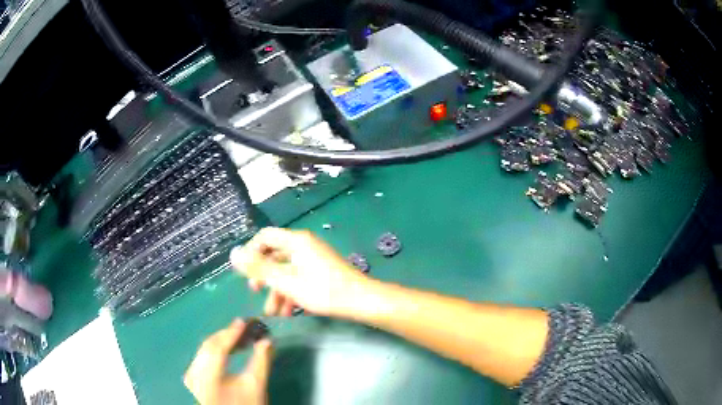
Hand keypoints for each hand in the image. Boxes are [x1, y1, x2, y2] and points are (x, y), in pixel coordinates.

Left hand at [184, 319, 272, 404]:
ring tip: (239, 338)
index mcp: (208, 378)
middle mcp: (194, 374)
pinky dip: (215, 349)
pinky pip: (202, 356)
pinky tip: (227, 349)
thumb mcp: (256, 386)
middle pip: (209, 346)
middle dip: (227, 335)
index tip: (244, 321)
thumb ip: (261, 361)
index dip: (231, 333)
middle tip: (244, 328)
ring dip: (221, 341)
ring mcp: (190, 375)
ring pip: (204, 349)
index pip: (218, 348)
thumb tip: (267, 340)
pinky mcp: (192, 376)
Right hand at [230, 227, 370, 316]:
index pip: (265, 236)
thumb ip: (258, 268)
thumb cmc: (322, 290)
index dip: (251, 251)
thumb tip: (233, 253)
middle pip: (275, 256)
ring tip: (273, 313)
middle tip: (255, 291)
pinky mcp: (322, 272)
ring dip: (277, 291)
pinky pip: (299, 279)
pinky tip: (289, 313)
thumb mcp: (285, 281)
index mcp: (296, 241)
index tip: (244, 271)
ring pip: (287, 271)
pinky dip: (291, 293)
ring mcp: (314, 259)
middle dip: (264, 276)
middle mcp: (305, 246)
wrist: (360, 301)